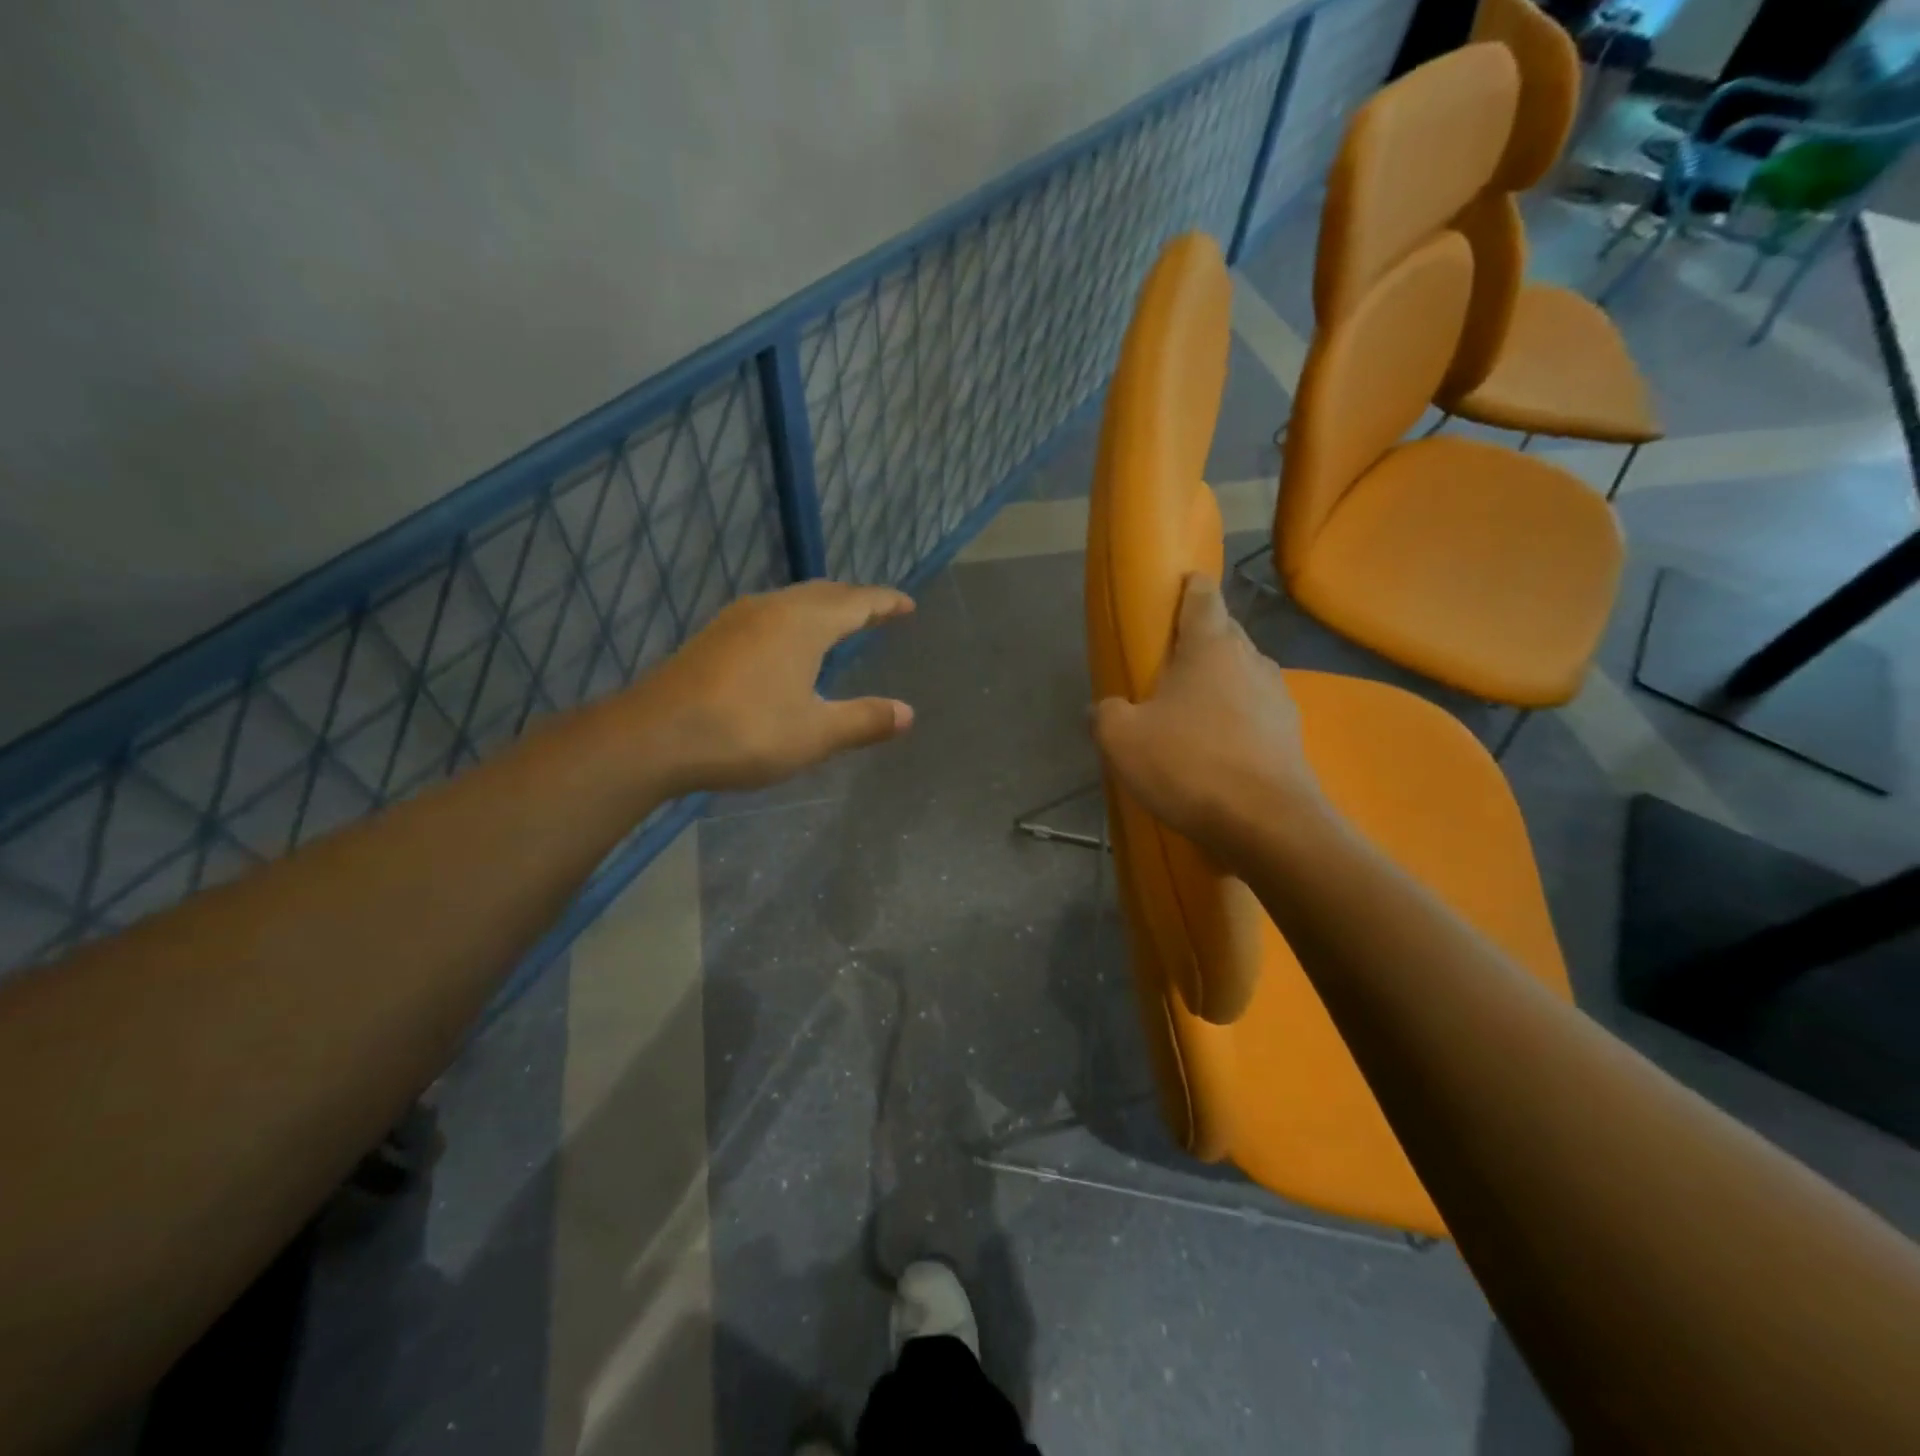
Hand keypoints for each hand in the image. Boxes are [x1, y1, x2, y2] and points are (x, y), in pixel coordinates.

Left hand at [627, 580, 915, 792]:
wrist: (655, 736)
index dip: (886, 602)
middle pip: (824, 593)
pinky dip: (794, 620)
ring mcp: (737, 619)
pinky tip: (787, 645)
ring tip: (839, 624)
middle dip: (855, 600)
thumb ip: (864, 720)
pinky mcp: (713, 637)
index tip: (908, 605)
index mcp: (804, 623)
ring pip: (792, 601)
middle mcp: (772, 609)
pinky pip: (769, 615)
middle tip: (878, 612)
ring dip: (822, 607)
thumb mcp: (815, 733)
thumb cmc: (746, 731)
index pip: (857, 602)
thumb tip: (908, 713)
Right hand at [1093, 574, 1324, 863]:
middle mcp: (1250, 659)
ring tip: (1192, 709)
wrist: (1266, 823)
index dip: (1188, 587)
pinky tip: (1218, 746)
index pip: (1202, 595)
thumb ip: (1105, 713)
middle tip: (1168, 664)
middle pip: (1224, 633)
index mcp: (1209, 646)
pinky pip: (1255, 711)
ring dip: (1219, 682)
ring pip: (1242, 673)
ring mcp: (1277, 696)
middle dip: (1199, 640)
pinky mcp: (1291, 734)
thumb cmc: (1188, 764)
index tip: (1177, 588)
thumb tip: (1105, 709)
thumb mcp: (1120, 739)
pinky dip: (1236, 718)